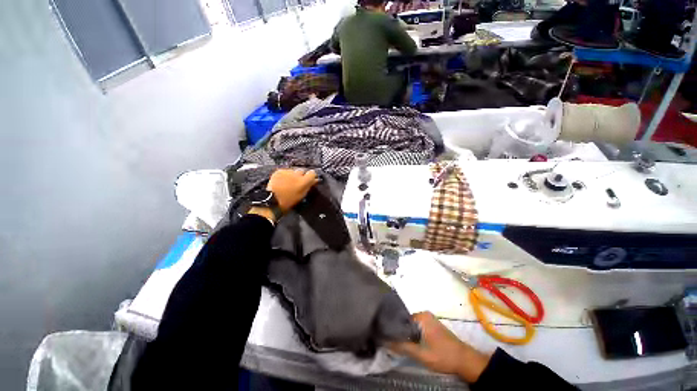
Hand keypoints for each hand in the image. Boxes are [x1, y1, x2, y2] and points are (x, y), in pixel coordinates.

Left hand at [267, 169, 318, 212]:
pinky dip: (285, 175)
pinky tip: (283, 181)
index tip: (311, 179)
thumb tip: (315, 180)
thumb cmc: (288, 202)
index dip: (312, 176)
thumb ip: (309, 186)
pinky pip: (285, 171)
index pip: (312, 173)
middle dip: (302, 175)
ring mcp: (287, 172)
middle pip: (303, 170)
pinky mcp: (279, 171)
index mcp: (304, 181)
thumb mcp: (302, 195)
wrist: (272, 201)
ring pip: (294, 171)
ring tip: (289, 182)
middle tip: (299, 182)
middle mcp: (296, 174)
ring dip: (293, 175)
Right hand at [388, 312, 490, 382]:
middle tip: (391, 342)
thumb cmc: (443, 356)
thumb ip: (402, 347)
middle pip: (406, 322)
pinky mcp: (433, 326)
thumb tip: (385, 341)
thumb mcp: (421, 354)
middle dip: (399, 332)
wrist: (465, 361)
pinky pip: (418, 328)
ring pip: (412, 326)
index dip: (393, 328)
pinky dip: (413, 335)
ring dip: (406, 335)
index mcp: (421, 316)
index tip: (386, 336)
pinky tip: (410, 344)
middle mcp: (424, 314)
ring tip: (398, 343)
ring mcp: (429, 320)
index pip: (400, 319)